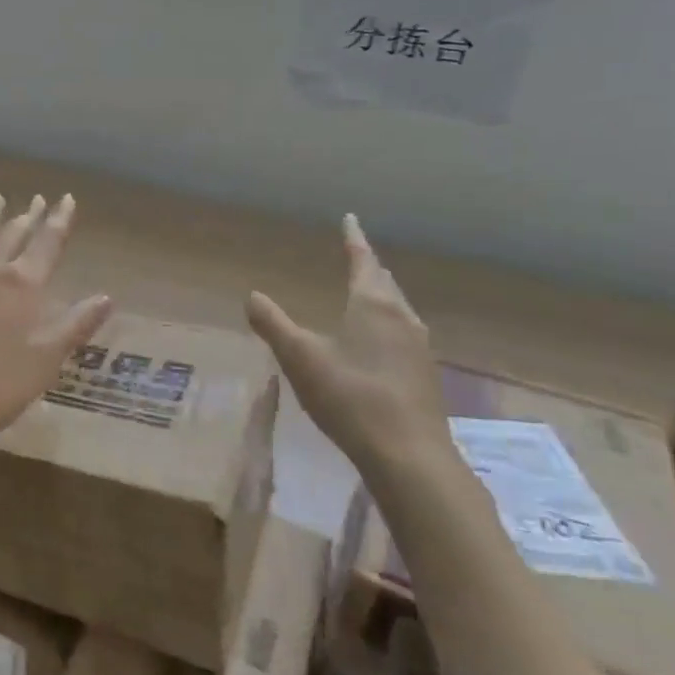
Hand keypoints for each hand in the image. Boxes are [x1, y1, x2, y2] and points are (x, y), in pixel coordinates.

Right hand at [246, 215, 452, 481]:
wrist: (408, 455)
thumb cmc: (350, 396)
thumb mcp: (299, 357)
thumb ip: (273, 324)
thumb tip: (251, 296)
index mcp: (373, 306)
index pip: (363, 261)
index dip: (354, 239)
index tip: (350, 219)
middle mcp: (402, 319)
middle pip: (384, 282)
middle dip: (368, 266)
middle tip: (356, 254)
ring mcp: (418, 348)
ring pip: (398, 308)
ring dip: (381, 294)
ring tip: (367, 291)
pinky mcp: (423, 375)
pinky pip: (403, 332)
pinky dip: (387, 321)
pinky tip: (380, 340)